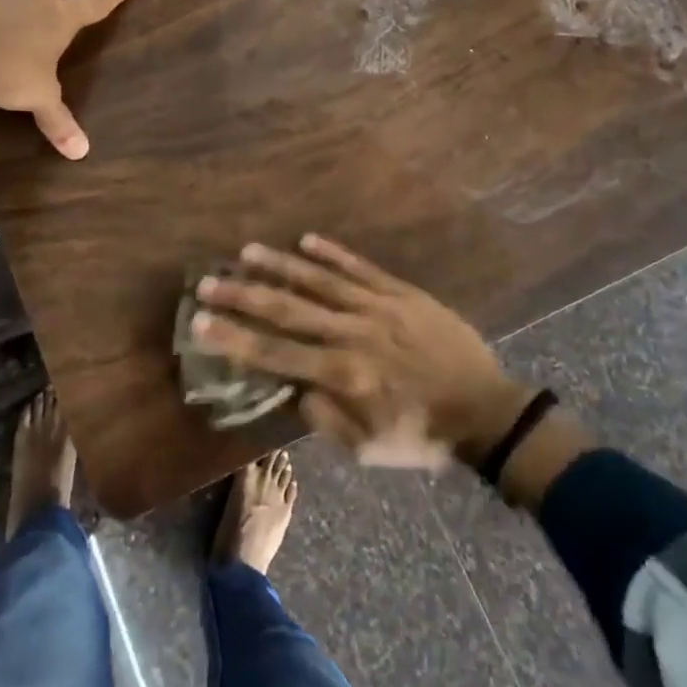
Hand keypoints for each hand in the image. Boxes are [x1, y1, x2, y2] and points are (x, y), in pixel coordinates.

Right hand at [190, 235, 534, 469]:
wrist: (487, 410)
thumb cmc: (422, 434)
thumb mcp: (368, 448)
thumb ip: (325, 416)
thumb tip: (295, 386)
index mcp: (343, 375)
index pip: (275, 353)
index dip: (234, 338)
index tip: (199, 321)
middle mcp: (352, 334)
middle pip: (288, 310)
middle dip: (244, 295)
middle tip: (208, 281)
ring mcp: (377, 307)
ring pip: (319, 281)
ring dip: (280, 265)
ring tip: (246, 251)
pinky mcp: (401, 293)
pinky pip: (360, 268)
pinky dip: (332, 253)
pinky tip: (305, 239)